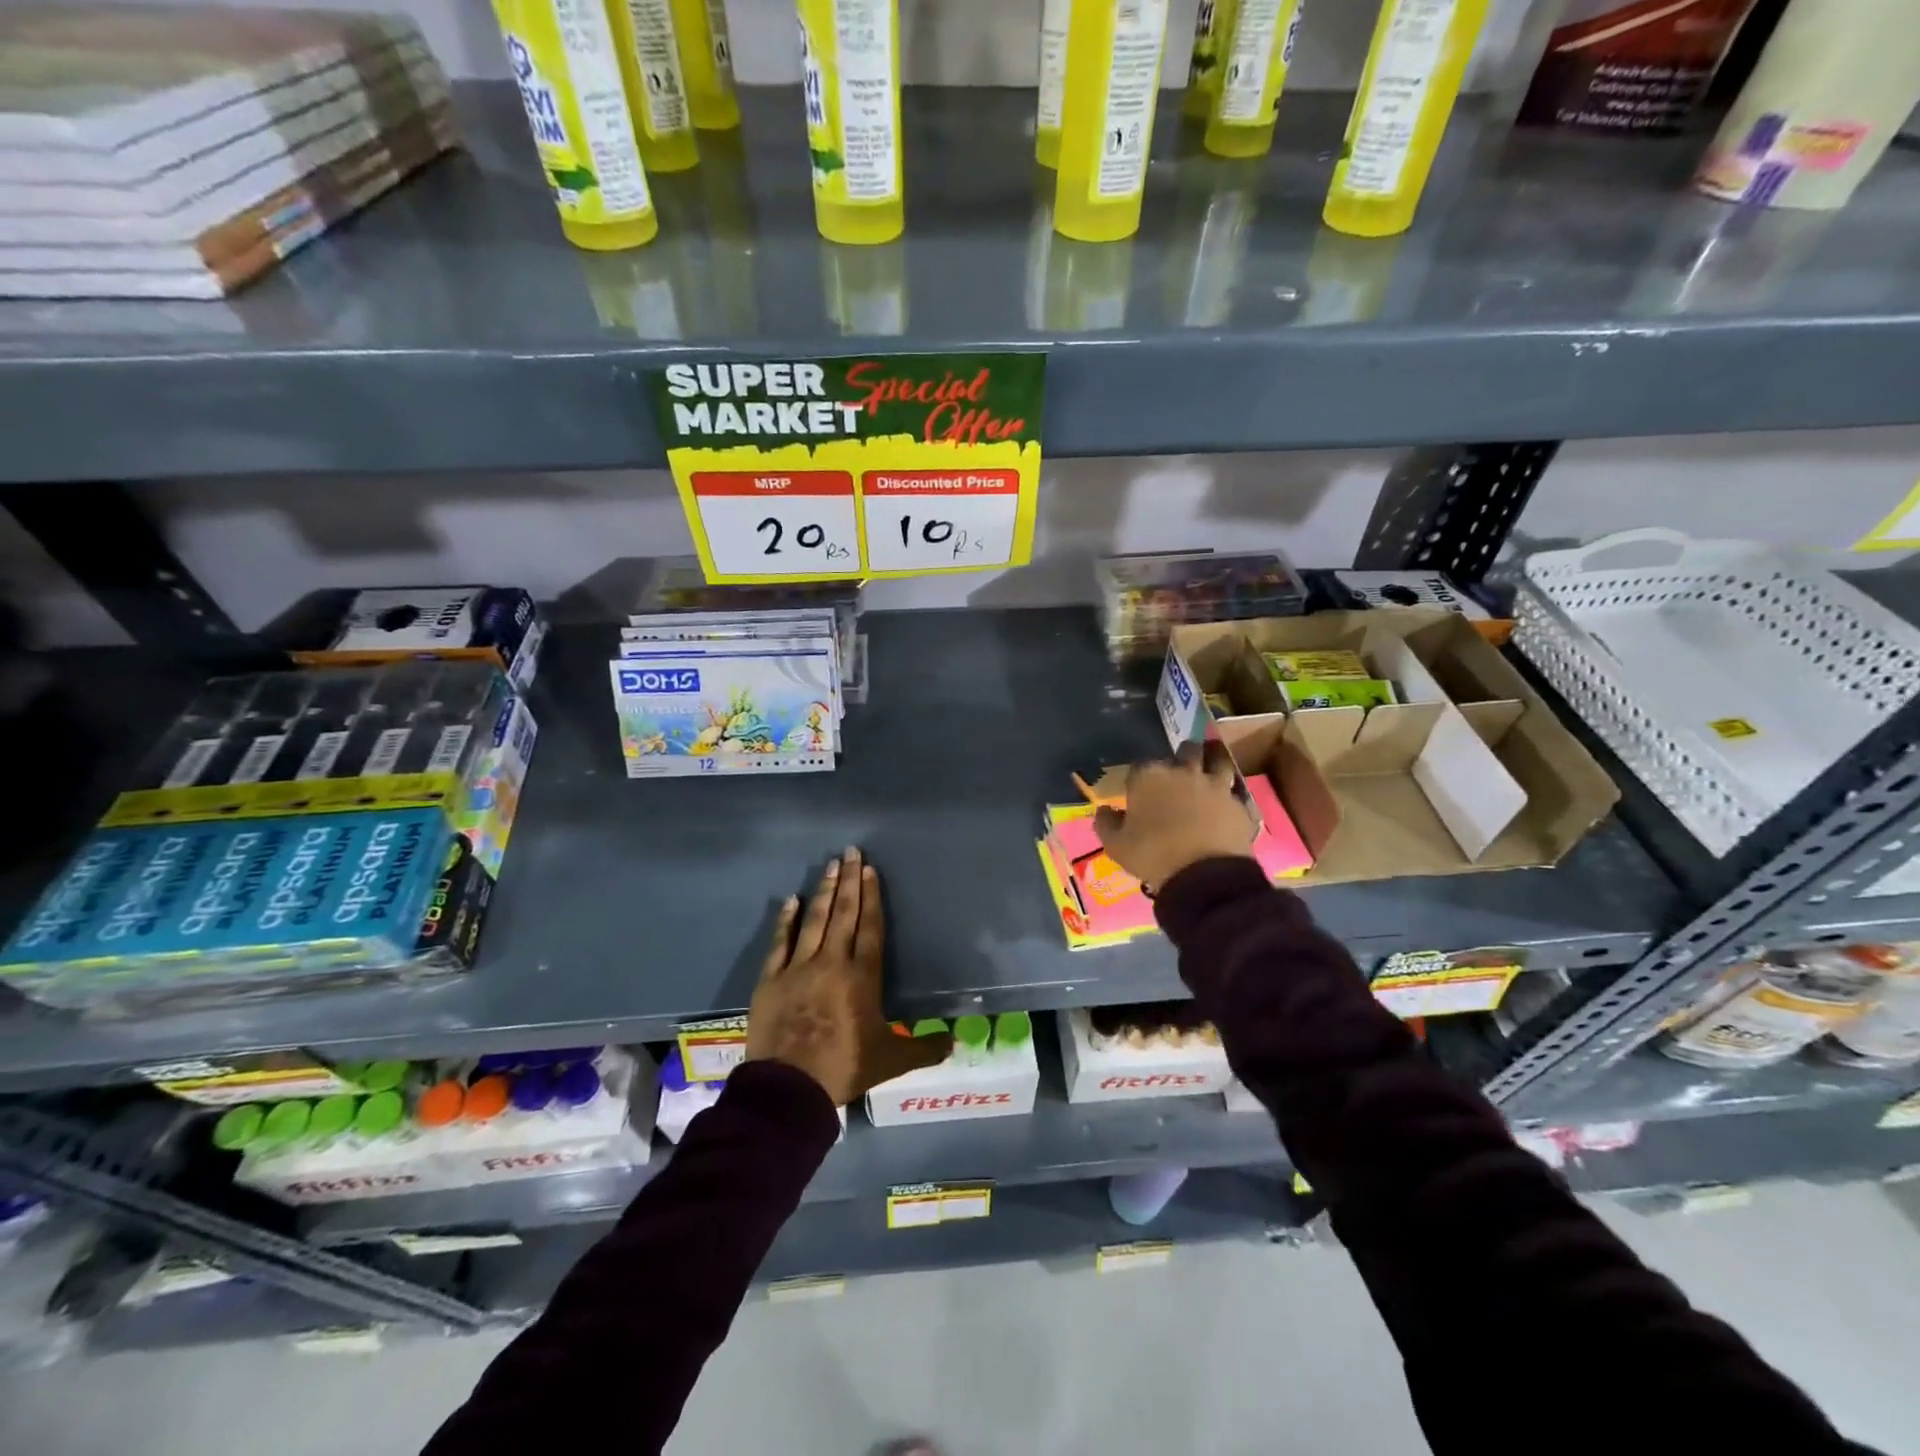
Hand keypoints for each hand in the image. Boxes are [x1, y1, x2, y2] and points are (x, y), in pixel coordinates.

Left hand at [746, 847, 952, 1105]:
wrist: (789, 1088)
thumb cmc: (844, 1068)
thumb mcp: (890, 1061)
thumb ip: (923, 1049)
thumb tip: (955, 1042)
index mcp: (862, 977)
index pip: (870, 928)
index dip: (871, 897)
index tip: (870, 871)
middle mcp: (832, 962)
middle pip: (844, 914)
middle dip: (849, 881)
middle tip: (851, 851)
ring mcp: (799, 968)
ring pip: (815, 920)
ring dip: (825, 891)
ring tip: (831, 865)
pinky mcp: (772, 979)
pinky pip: (780, 942)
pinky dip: (786, 920)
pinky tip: (792, 899)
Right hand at [1094, 741, 1254, 891]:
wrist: (1204, 875)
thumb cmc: (1152, 856)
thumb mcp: (1116, 846)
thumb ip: (1106, 824)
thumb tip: (1104, 811)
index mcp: (1148, 777)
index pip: (1140, 766)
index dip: (1139, 777)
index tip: (1138, 790)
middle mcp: (1182, 771)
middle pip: (1185, 750)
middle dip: (1181, 756)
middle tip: (1179, 771)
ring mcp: (1215, 785)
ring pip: (1217, 760)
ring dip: (1212, 761)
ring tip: (1210, 768)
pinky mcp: (1238, 803)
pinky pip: (1234, 791)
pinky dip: (1229, 794)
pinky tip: (1225, 803)